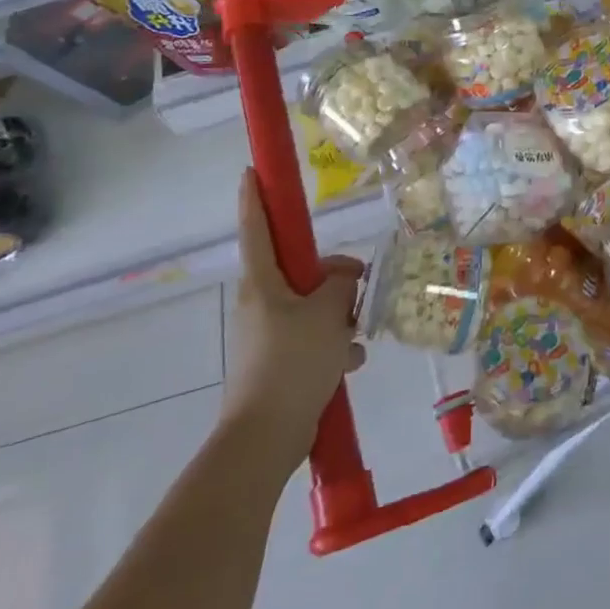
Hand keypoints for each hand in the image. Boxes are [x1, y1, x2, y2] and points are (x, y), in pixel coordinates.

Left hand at [222, 168, 365, 458]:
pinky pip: (312, 340)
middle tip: (358, 284)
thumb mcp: (327, 315)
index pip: (257, 229)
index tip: (251, 171)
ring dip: (337, 318)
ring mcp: (268, 334)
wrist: (266, 437)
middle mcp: (260, 303)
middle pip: (298, 271)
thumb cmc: (292, 363)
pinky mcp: (279, 362)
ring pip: (311, 307)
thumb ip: (341, 285)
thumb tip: (345, 276)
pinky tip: (350, 363)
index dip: (255, 198)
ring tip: (355, 337)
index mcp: (263, 283)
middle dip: (331, 276)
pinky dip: (333, 347)